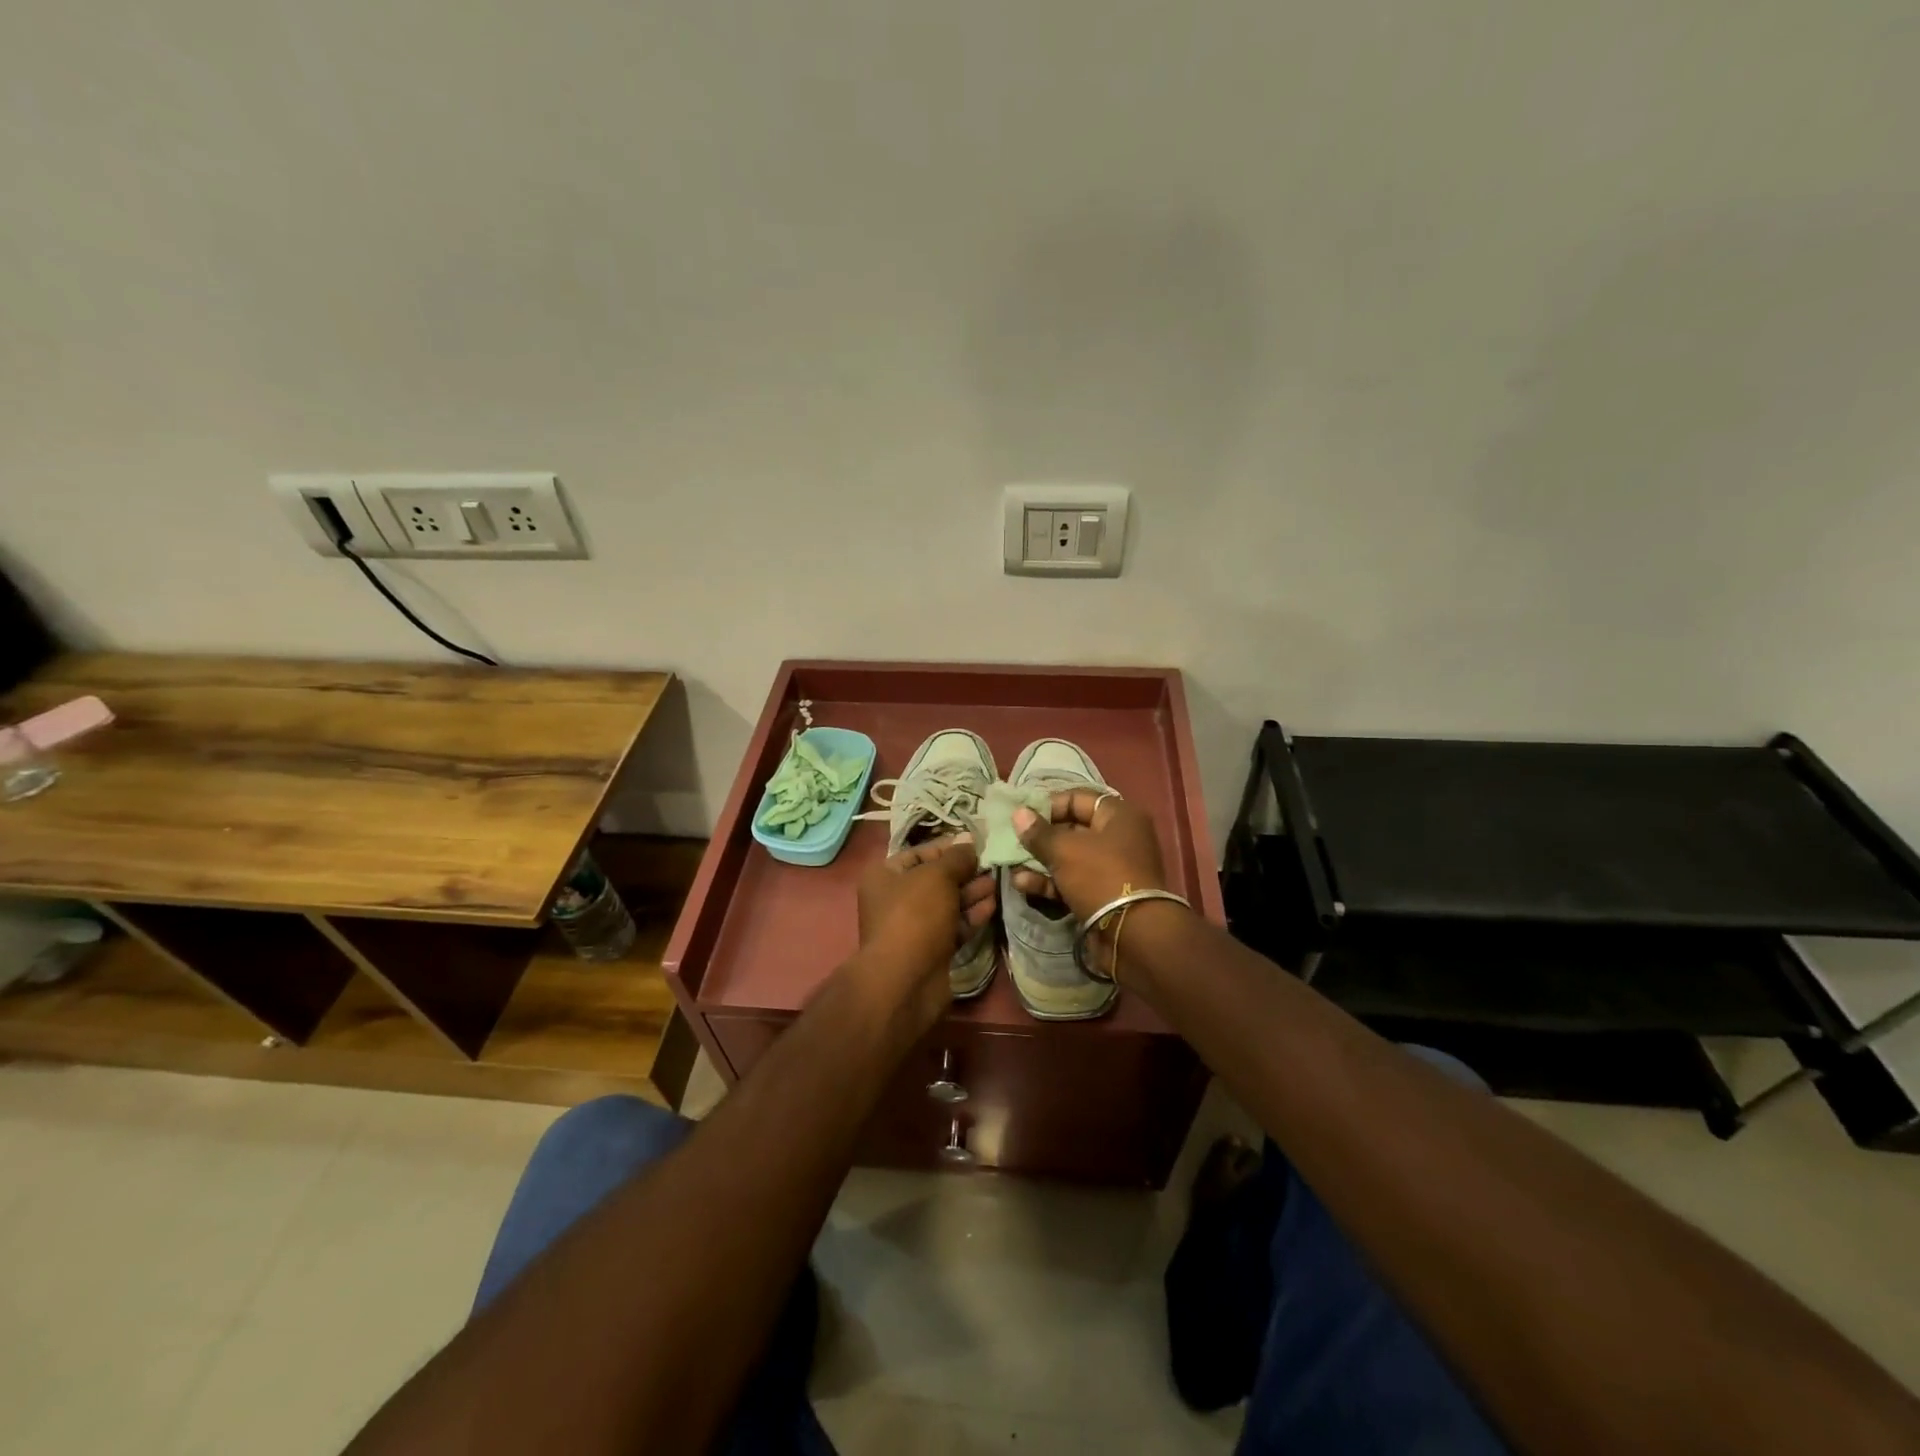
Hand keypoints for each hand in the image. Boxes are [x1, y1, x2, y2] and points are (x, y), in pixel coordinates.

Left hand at [855, 835, 995, 1022]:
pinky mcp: (930, 949)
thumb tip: (969, 844)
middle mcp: (895, 899)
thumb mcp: (937, 876)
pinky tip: (991, 906)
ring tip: (996, 883)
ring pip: (947, 903)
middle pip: (936, 879)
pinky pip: (953, 926)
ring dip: (971, 893)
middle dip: (964, 872)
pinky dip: (970, 916)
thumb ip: (956, 858)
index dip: (949, 847)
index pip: (920, 853)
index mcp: (885, 875)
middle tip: (993, 864)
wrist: (905, 980)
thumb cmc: (915, 915)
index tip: (978, 843)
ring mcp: (912, 926)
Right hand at [1010, 791, 1168, 918]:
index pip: (1078, 798)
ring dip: (1039, 863)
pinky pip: (1072, 882)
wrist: (1133, 936)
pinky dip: (1049, 882)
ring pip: (1068, 858)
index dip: (1048, 805)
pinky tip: (1023, 886)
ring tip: (1012, 869)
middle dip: (1039, 838)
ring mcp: (1111, 869)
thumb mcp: (1065, 850)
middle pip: (1072, 829)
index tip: (1022, 816)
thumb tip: (1019, 814)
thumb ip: (1038, 832)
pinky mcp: (1102, 895)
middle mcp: (1118, 838)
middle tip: (1012, 842)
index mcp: (1119, 816)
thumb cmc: (1100, 877)